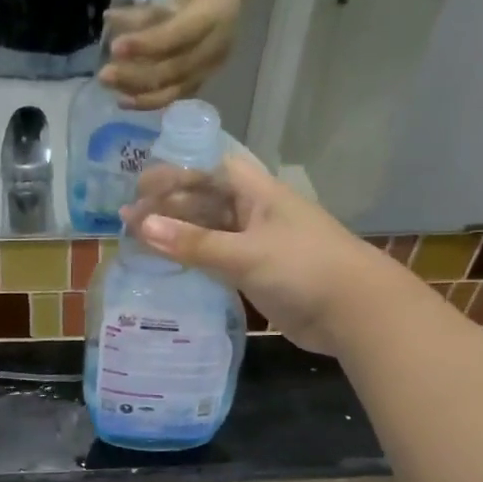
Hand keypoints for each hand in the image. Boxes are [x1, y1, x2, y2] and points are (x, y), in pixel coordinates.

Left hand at [100, 0, 248, 109]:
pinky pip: (177, 94)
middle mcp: (216, 46)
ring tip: (114, 95)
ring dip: (141, 95)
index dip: (145, 44)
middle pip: (174, 69)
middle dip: (136, 76)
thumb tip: (110, 22)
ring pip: (175, 89)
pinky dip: (152, 100)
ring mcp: (213, 66)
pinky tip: (129, 99)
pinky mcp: (206, 78)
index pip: (176, 36)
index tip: (114, 48)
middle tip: (104, 76)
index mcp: (212, 15)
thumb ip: (145, 8)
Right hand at [121, 153, 393, 354]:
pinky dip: (194, 263)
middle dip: (170, 207)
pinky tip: (169, 269)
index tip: (141, 186)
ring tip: (138, 243)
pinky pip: (218, 263)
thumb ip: (193, 243)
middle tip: (129, 220)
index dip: (178, 172)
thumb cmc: (303, 268)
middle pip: (207, 202)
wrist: (353, 312)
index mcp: (258, 194)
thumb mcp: (245, 253)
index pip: (212, 170)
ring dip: (179, 237)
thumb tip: (140, 226)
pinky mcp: (258, 276)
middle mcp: (256, 215)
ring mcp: (258, 247)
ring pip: (210, 234)